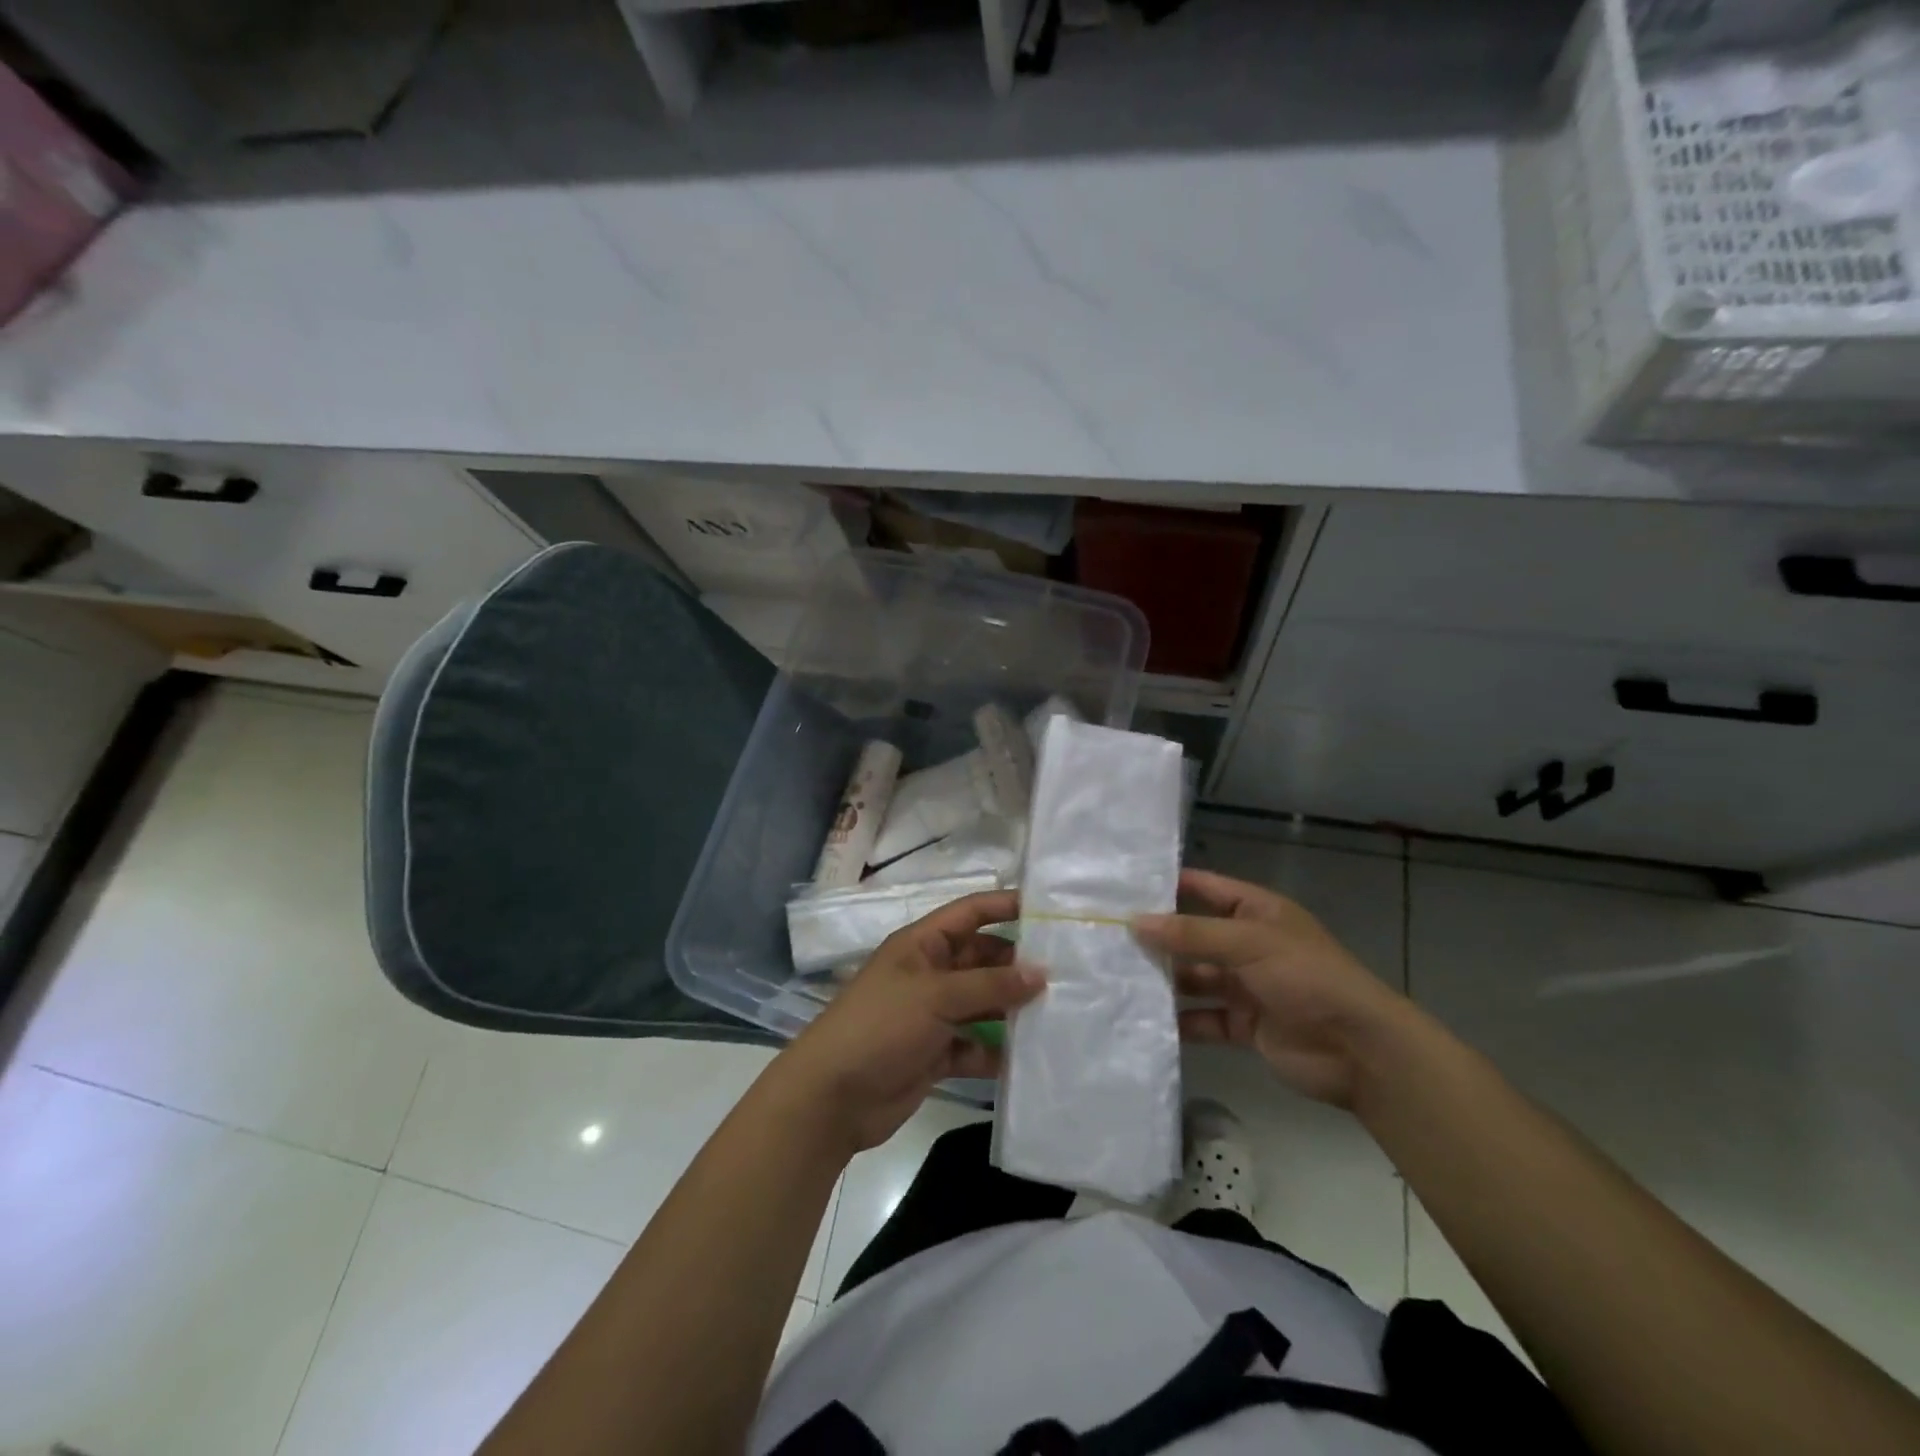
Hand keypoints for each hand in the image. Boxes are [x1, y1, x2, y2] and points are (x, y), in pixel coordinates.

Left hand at [778, 890, 1042, 1153]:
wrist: (832, 1098)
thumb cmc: (880, 1027)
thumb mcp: (936, 996)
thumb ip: (990, 985)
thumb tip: (1042, 972)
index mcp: (922, 944)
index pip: (970, 913)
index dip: (1006, 906)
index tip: (1050, 911)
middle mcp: (930, 973)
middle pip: (982, 959)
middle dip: (1018, 964)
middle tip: (1069, 972)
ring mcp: (933, 1015)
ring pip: (982, 1003)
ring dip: (1012, 1008)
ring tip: (1060, 1012)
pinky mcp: (936, 1053)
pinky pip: (975, 1045)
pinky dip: (997, 1050)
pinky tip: (1029, 1057)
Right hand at [1133, 868, 1409, 1108]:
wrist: (1359, 1050)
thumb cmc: (1307, 977)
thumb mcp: (1248, 943)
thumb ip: (1191, 933)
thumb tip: (1135, 921)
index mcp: (1255, 912)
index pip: (1204, 888)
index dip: (1167, 886)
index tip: (1120, 888)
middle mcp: (1247, 944)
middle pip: (1193, 936)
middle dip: (1157, 938)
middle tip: (1105, 937)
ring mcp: (1246, 986)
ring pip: (1194, 978)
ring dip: (1165, 980)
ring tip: (1115, 978)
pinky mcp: (1244, 1025)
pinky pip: (1203, 1018)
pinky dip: (1179, 1021)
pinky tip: (1143, 1019)